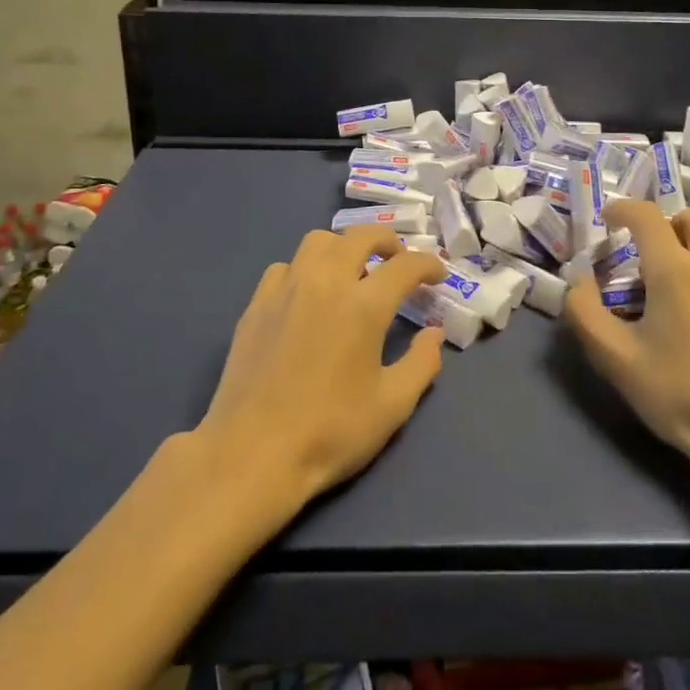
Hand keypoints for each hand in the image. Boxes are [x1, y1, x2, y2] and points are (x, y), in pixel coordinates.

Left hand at [195, 229, 446, 513]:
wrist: (251, 453)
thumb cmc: (330, 432)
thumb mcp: (392, 406)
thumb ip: (422, 363)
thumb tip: (433, 333)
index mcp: (364, 305)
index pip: (405, 265)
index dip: (427, 265)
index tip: (437, 276)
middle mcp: (325, 282)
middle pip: (361, 236)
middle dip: (387, 242)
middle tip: (398, 262)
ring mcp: (286, 288)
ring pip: (319, 241)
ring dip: (343, 247)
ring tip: (352, 272)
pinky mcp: (257, 304)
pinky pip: (285, 266)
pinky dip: (305, 269)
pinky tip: (308, 296)